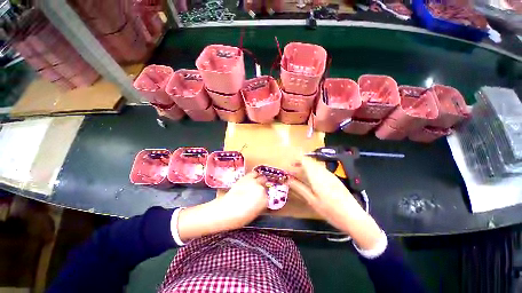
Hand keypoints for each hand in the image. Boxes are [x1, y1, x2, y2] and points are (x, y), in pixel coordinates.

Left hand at [178, 172, 266, 241]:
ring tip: (255, 184)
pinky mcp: (246, 177)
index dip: (263, 198)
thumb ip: (260, 205)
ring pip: (261, 178)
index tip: (259, 200)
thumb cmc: (238, 218)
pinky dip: (254, 176)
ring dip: (259, 181)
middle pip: (265, 186)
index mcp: (264, 200)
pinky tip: (251, 179)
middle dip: (262, 188)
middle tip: (256, 192)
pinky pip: (254, 173)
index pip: (268, 196)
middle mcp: (261, 189)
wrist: (223, 211)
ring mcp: (254, 182)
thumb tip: (261, 200)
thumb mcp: (253, 215)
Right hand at [290, 157, 381, 249]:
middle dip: (299, 163)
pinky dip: (312, 171)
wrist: (354, 217)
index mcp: (317, 175)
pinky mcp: (334, 179)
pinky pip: (320, 170)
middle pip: (310, 162)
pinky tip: (310, 180)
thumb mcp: (312, 200)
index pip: (305, 160)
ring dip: (305, 167)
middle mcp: (323, 172)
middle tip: (291, 171)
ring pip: (315, 165)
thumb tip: (288, 179)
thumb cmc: (330, 210)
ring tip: (298, 175)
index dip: (296, 159)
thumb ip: (299, 187)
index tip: (288, 164)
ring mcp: (330, 175)